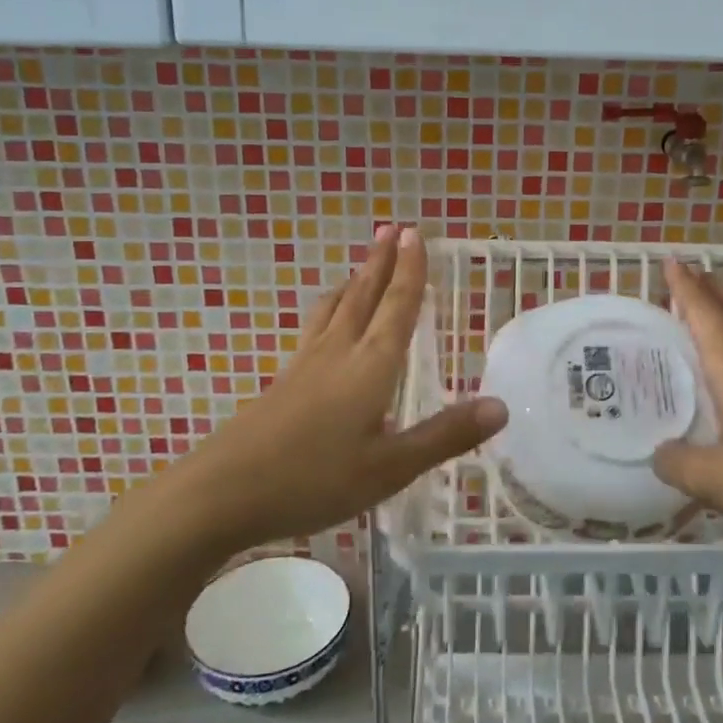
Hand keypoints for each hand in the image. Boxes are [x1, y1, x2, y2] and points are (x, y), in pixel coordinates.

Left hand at [167, 225, 506, 552]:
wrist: (222, 493)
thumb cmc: (314, 480)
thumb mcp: (390, 468)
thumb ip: (444, 436)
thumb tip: (500, 405)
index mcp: (369, 367)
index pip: (396, 308)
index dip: (409, 271)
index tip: (413, 234)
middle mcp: (337, 354)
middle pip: (363, 297)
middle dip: (380, 263)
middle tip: (390, 230)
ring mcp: (304, 366)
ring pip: (333, 310)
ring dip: (353, 283)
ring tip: (361, 268)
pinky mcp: (282, 383)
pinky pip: (314, 330)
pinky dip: (330, 311)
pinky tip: (326, 328)